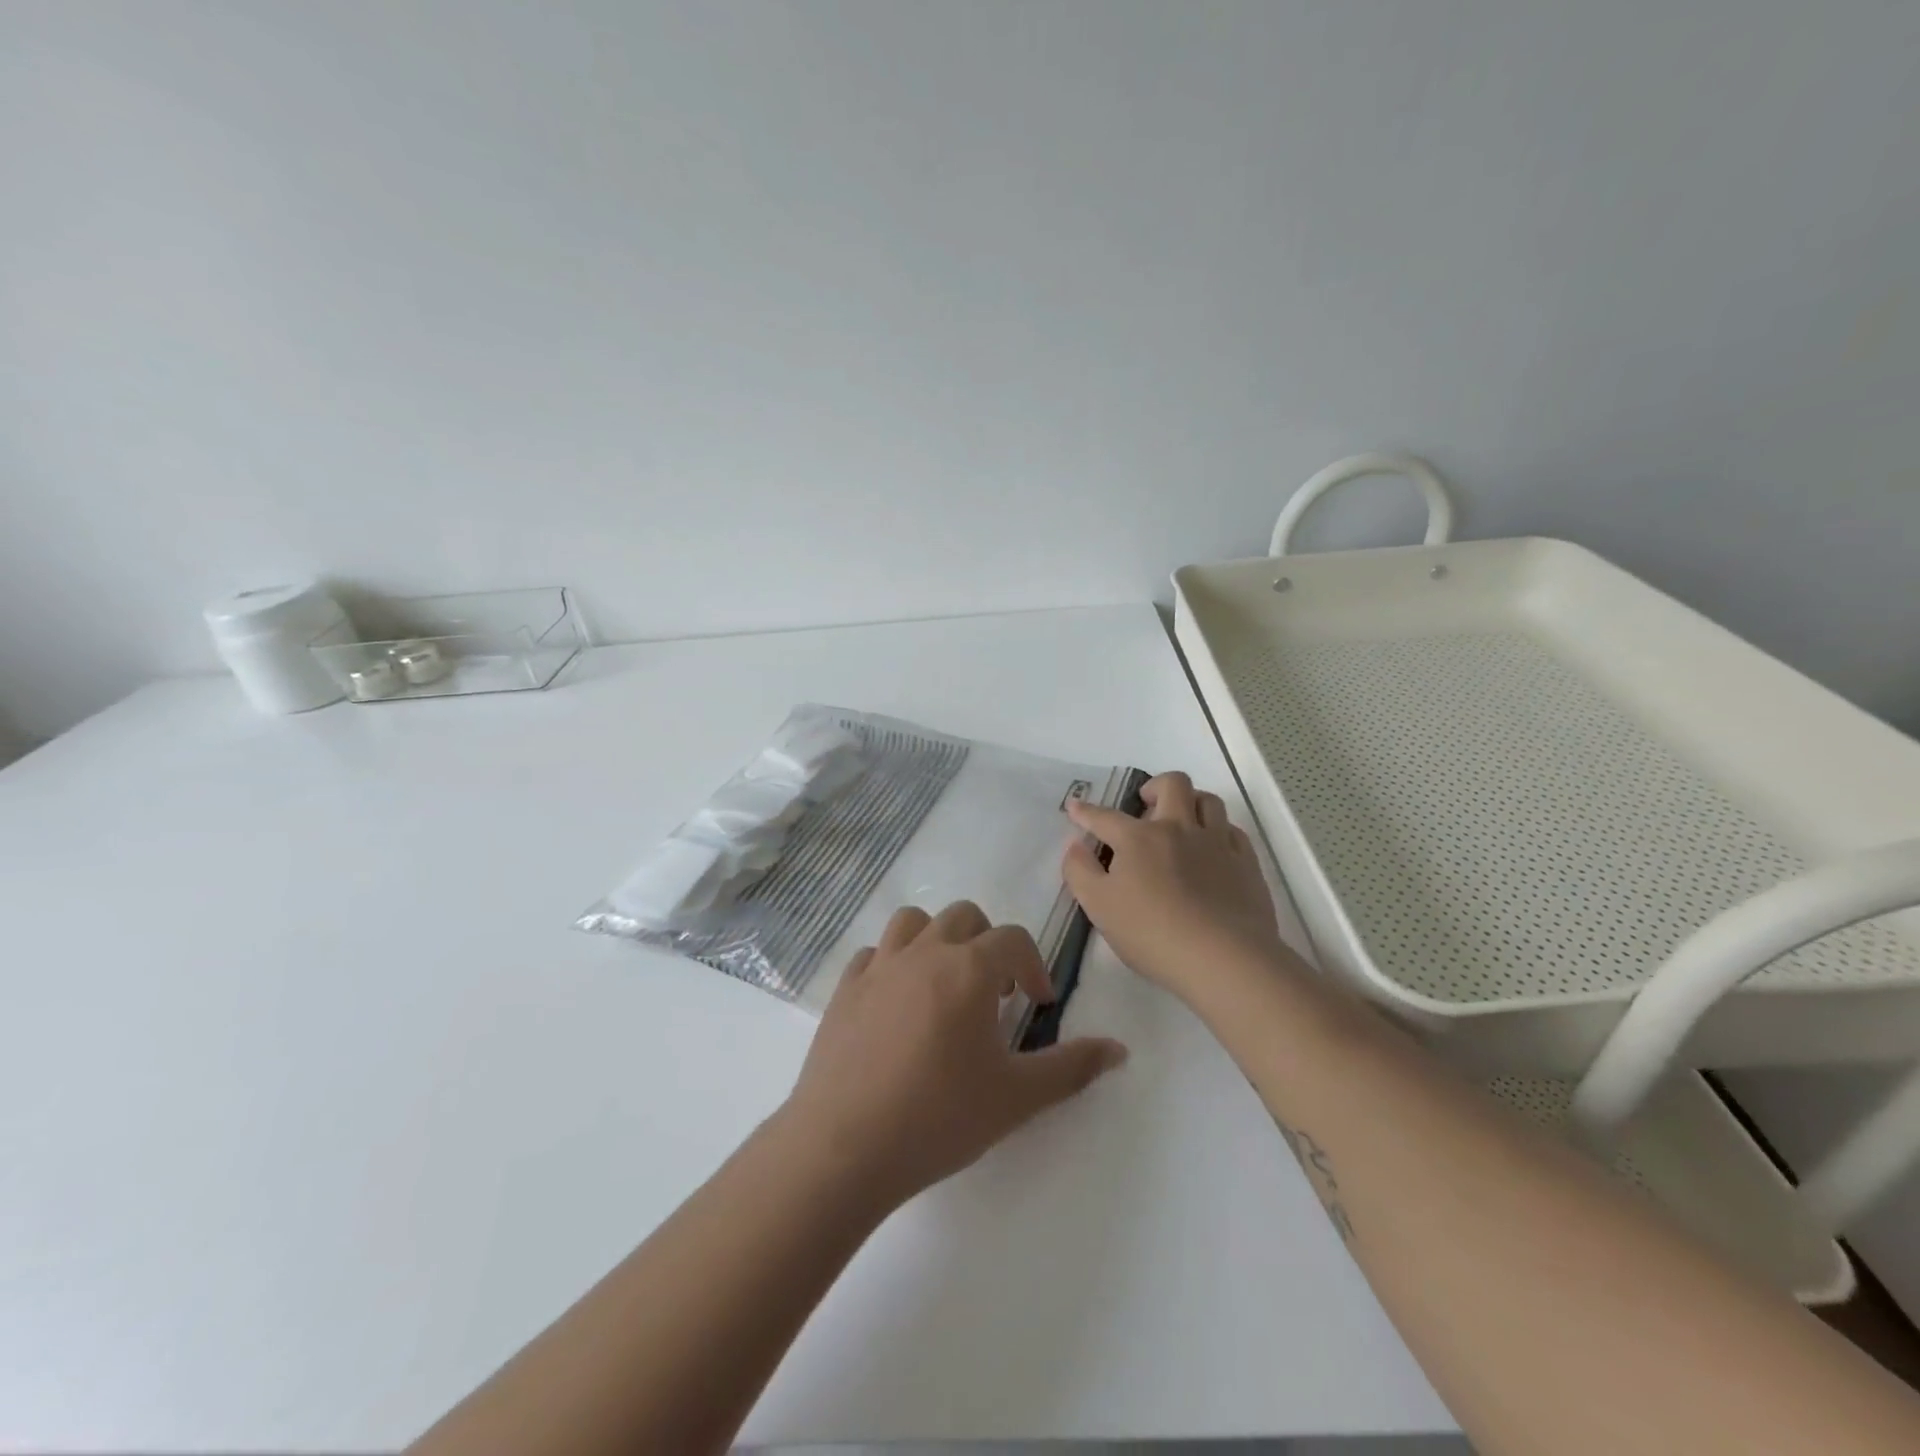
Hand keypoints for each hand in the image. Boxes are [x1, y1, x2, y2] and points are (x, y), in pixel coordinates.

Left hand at [779, 901, 1128, 1209]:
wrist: (845, 1146)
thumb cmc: (939, 1117)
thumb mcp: (1016, 1098)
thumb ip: (1071, 1068)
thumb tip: (1120, 1049)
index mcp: (969, 969)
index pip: (1013, 939)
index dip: (1033, 966)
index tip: (1036, 1004)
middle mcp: (924, 952)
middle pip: (964, 916)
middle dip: (988, 944)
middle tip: (994, 992)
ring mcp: (879, 966)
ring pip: (913, 922)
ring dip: (937, 940)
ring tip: (944, 984)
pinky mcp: (845, 988)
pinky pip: (874, 954)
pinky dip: (893, 964)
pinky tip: (897, 1003)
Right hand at [1063, 771, 1286, 1002]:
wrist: (1224, 959)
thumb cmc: (1152, 934)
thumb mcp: (1099, 907)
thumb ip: (1080, 872)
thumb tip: (1075, 845)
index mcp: (1138, 839)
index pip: (1105, 817)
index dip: (1086, 811)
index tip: (1075, 806)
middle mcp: (1178, 828)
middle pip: (1172, 784)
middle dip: (1154, 787)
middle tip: (1145, 807)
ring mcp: (1216, 843)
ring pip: (1208, 801)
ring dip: (1191, 802)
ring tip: (1181, 822)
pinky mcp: (1246, 863)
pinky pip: (1233, 830)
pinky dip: (1219, 831)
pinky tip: (1213, 848)